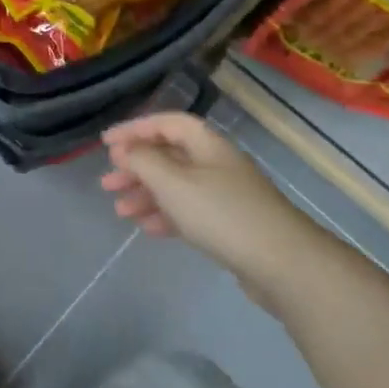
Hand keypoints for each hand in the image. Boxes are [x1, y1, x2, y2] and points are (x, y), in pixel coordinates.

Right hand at [100, 113, 287, 288]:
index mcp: (207, 144)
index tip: (105, 144)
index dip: (134, 129)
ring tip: (120, 211)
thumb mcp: (173, 183)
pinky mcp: (230, 225)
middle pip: (169, 155)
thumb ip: (144, 161)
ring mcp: (225, 195)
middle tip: (107, 183)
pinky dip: (166, 215)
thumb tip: (126, 150)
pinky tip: (148, 228)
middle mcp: (216, 163)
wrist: (283, 264)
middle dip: (136, 167)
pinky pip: (189, 211)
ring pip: (177, 186)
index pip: (166, 123)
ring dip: (146, 194)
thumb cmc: (221, 214)